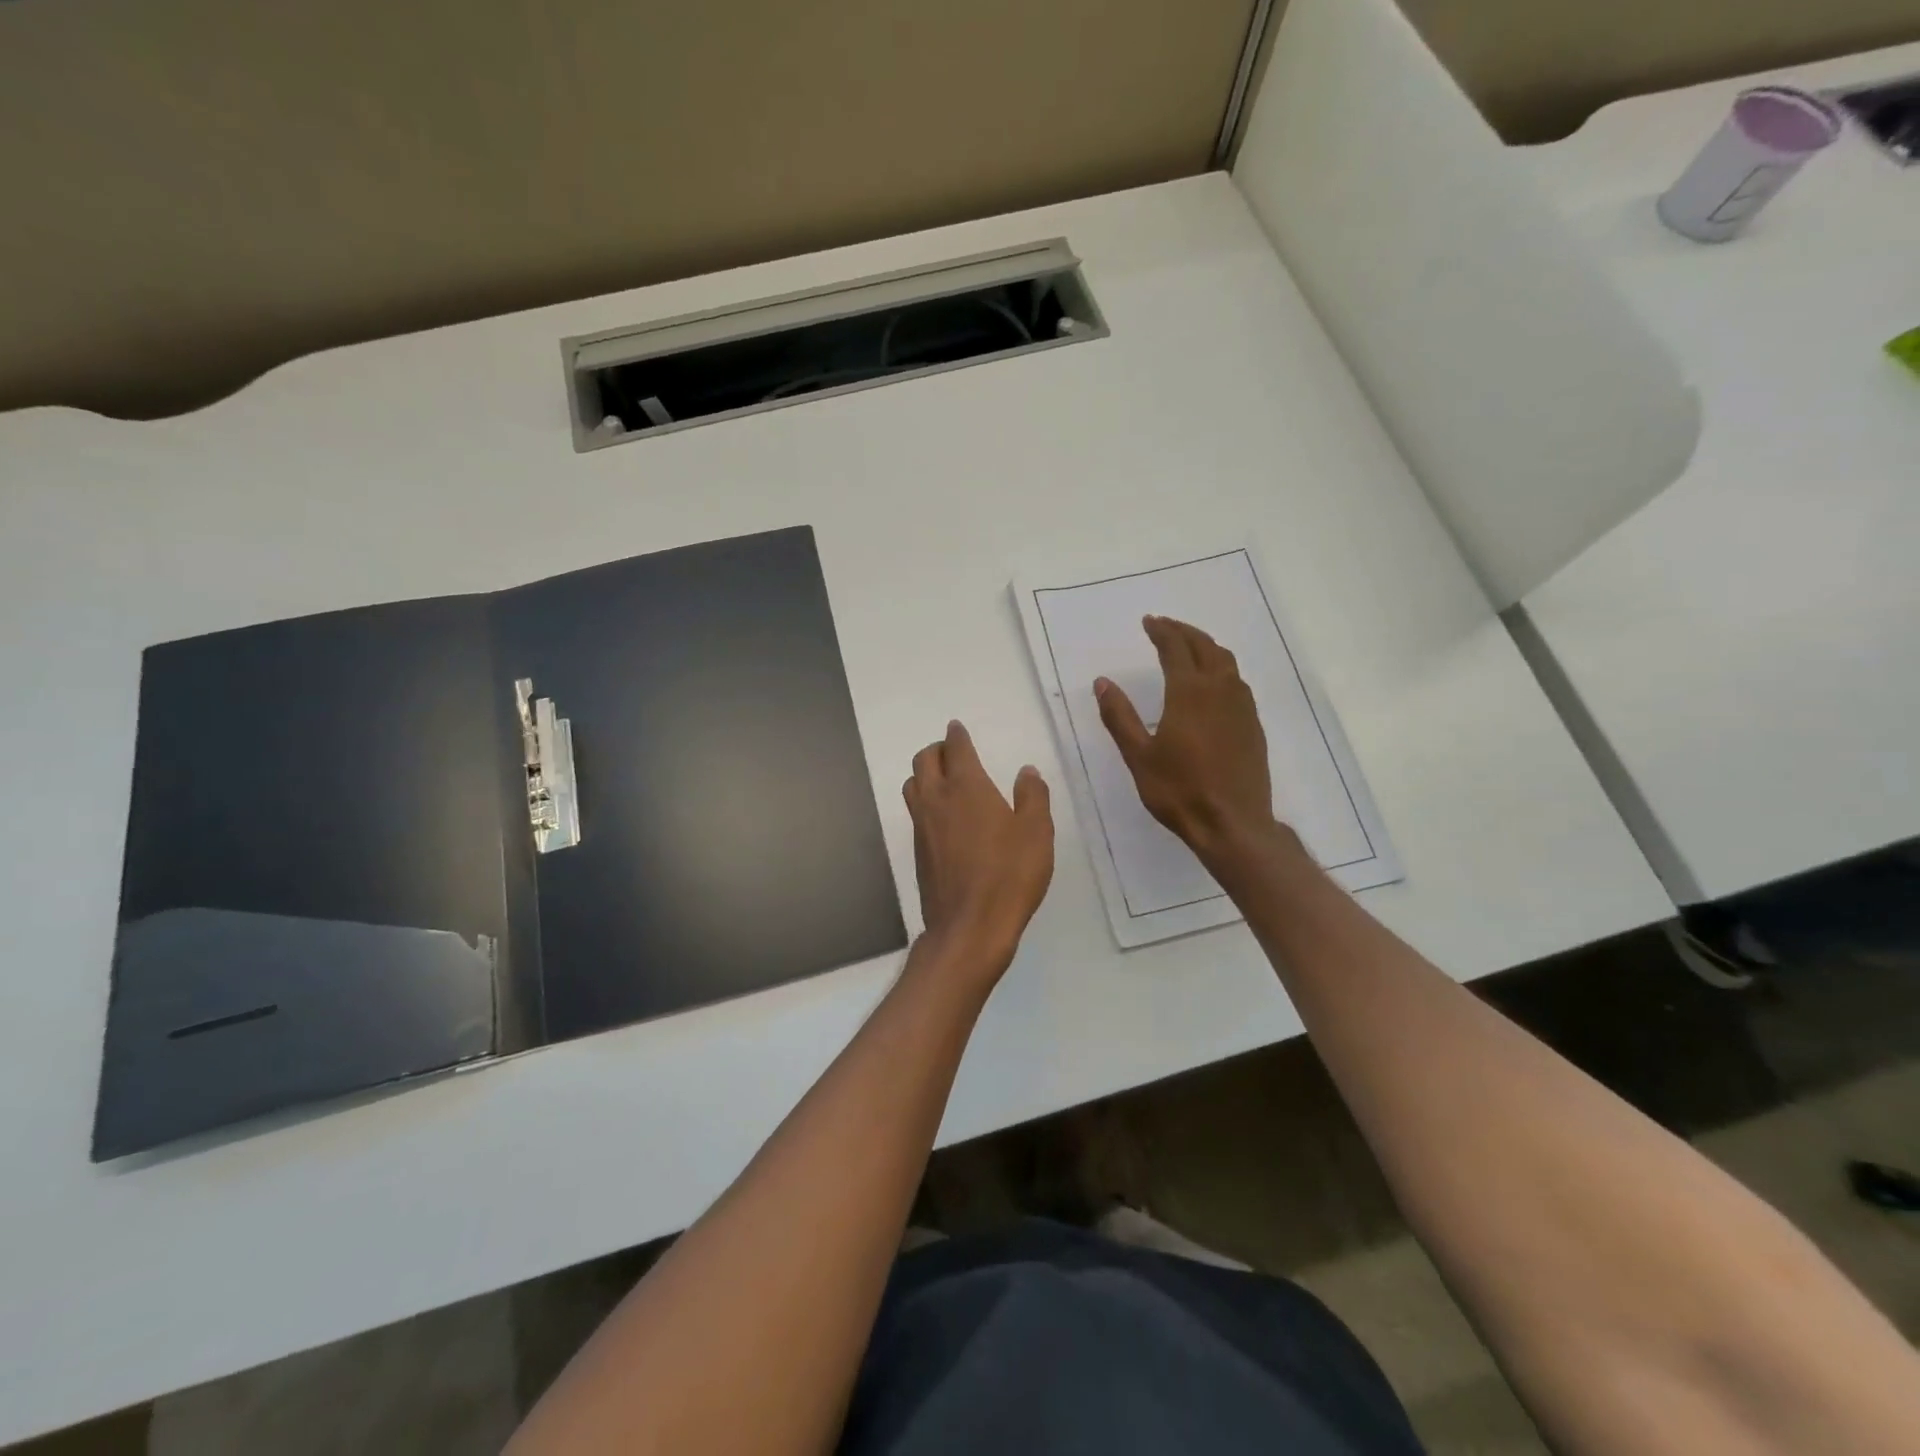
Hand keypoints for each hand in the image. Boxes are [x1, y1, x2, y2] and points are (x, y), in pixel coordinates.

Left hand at [903, 721, 1052, 973]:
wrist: (970, 926)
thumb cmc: (1009, 875)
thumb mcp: (1036, 833)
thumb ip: (1033, 796)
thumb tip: (1026, 771)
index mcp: (966, 787)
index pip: (956, 748)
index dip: (957, 735)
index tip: (958, 728)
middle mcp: (937, 799)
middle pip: (923, 760)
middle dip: (937, 750)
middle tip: (953, 753)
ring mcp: (922, 826)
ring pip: (912, 785)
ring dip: (924, 774)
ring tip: (943, 780)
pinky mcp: (917, 851)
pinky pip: (914, 813)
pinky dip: (924, 802)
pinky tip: (943, 818)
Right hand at [1096, 615, 1278, 863]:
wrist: (1233, 824)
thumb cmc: (1179, 791)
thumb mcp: (1139, 756)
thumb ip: (1120, 717)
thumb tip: (1103, 682)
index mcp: (1189, 693)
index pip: (1175, 649)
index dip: (1161, 631)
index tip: (1149, 621)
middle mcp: (1219, 691)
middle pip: (1205, 647)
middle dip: (1184, 632)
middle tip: (1166, 626)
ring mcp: (1242, 707)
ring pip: (1226, 662)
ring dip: (1206, 646)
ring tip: (1189, 646)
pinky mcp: (1253, 725)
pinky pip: (1237, 682)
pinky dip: (1221, 668)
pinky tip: (1213, 683)